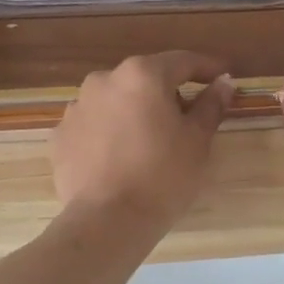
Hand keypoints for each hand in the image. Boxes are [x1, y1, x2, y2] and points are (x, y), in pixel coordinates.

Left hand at [53, 52, 234, 231]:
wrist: (107, 221)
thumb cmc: (163, 177)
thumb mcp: (197, 141)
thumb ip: (211, 105)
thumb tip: (223, 82)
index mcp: (142, 75)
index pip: (182, 61)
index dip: (207, 68)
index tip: (223, 76)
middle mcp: (104, 80)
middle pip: (145, 79)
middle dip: (167, 93)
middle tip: (187, 119)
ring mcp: (77, 107)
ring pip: (116, 101)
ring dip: (135, 112)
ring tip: (149, 143)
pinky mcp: (61, 136)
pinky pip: (94, 125)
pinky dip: (110, 133)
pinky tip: (121, 158)